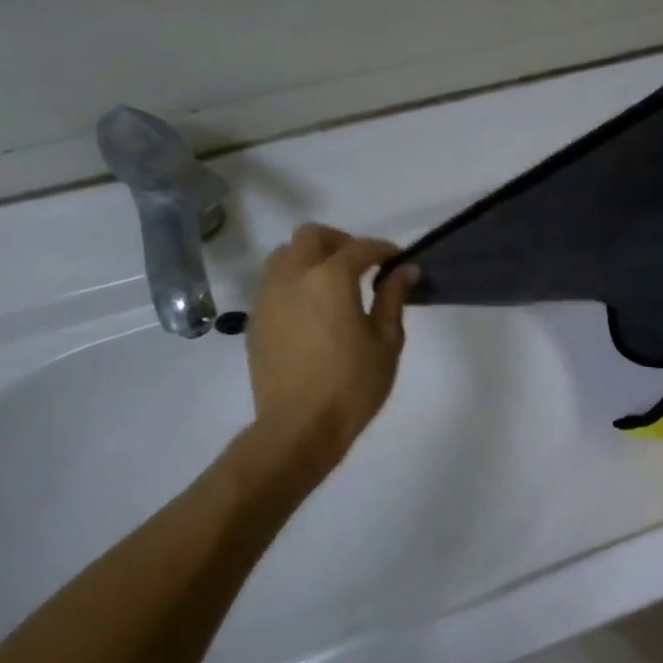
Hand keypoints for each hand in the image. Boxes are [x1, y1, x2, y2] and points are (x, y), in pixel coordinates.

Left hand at [245, 225, 416, 470]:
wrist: (299, 426)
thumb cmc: (353, 385)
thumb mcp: (386, 341)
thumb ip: (393, 298)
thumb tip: (406, 270)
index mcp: (330, 279)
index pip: (360, 248)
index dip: (383, 250)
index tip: (398, 261)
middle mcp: (293, 277)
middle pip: (312, 235)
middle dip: (341, 242)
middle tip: (363, 265)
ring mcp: (268, 297)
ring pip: (284, 254)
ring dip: (311, 257)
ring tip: (334, 284)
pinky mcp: (256, 318)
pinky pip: (273, 282)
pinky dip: (294, 281)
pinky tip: (313, 308)